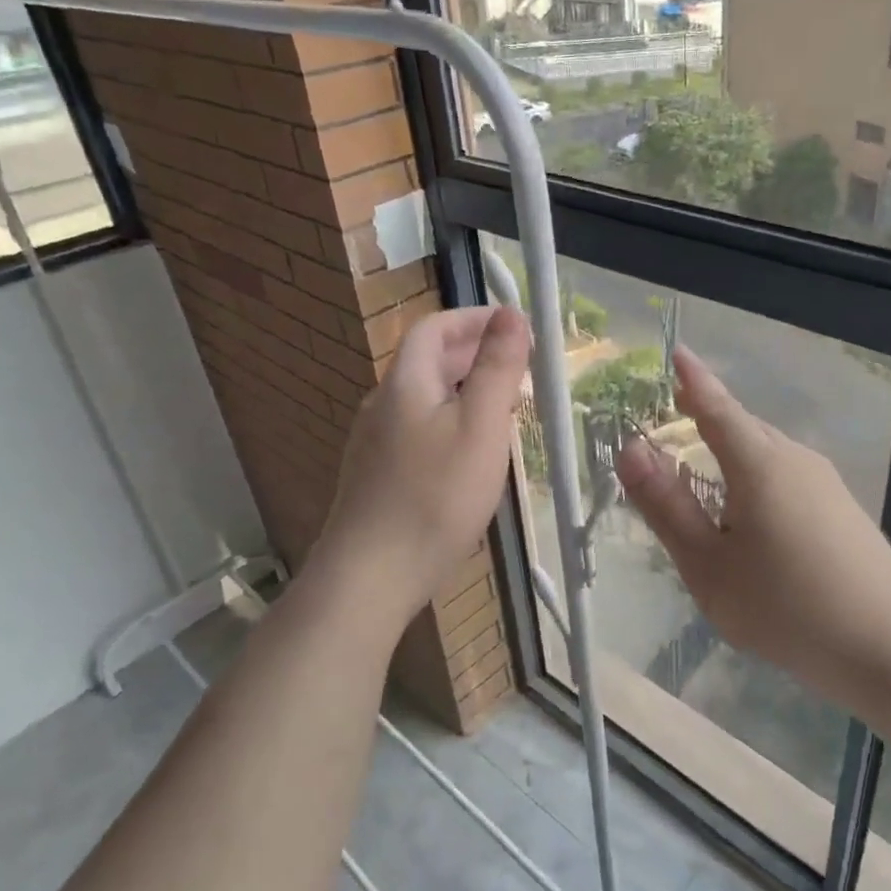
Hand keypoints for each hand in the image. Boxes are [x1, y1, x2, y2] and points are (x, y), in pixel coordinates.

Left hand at [316, 306, 530, 625]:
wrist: (371, 576)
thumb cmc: (435, 496)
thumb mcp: (480, 425)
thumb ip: (497, 368)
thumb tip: (511, 314)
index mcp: (405, 383)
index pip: (435, 328)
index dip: (474, 319)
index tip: (514, 327)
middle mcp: (383, 405)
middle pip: (428, 362)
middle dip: (475, 355)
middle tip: (519, 368)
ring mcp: (375, 444)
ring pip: (425, 399)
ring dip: (465, 390)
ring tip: (505, 409)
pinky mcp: (378, 477)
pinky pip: (419, 430)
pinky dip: (451, 422)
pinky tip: (472, 454)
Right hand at [614, 348, 890, 714]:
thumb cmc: (786, 607)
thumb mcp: (708, 565)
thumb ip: (666, 506)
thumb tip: (631, 449)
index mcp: (759, 463)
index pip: (717, 406)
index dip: (693, 380)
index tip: (677, 352)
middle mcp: (796, 459)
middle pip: (744, 427)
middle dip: (709, 417)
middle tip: (677, 416)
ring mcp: (827, 484)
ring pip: (768, 454)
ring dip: (733, 453)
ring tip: (707, 472)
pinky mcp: (844, 510)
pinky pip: (788, 478)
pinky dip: (758, 480)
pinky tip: (754, 519)